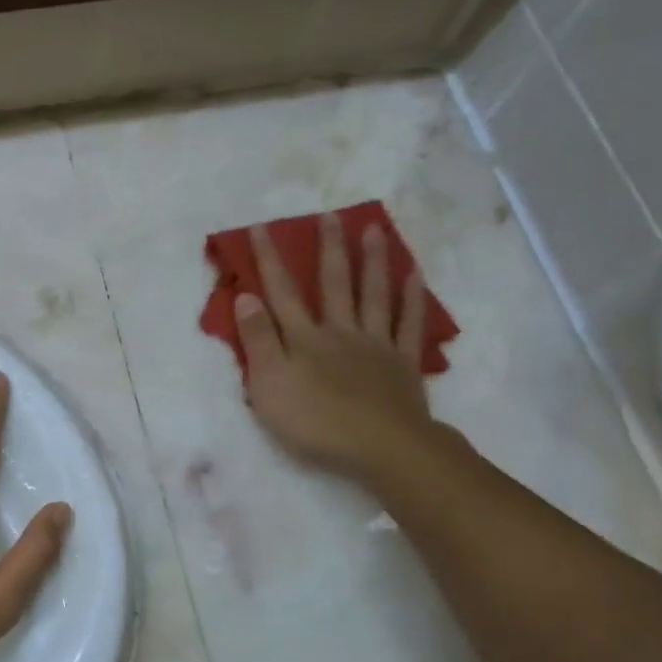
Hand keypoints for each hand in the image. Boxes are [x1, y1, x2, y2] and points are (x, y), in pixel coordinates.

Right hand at [235, 216, 439, 480]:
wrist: (380, 446)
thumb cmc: (315, 420)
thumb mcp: (269, 384)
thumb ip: (258, 340)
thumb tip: (247, 296)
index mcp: (304, 338)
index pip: (281, 292)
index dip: (270, 260)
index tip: (262, 227)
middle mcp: (340, 331)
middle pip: (333, 284)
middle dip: (329, 249)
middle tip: (331, 215)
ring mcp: (375, 344)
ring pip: (373, 295)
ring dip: (372, 261)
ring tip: (375, 229)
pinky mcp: (402, 363)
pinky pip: (408, 323)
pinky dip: (411, 298)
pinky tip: (414, 275)